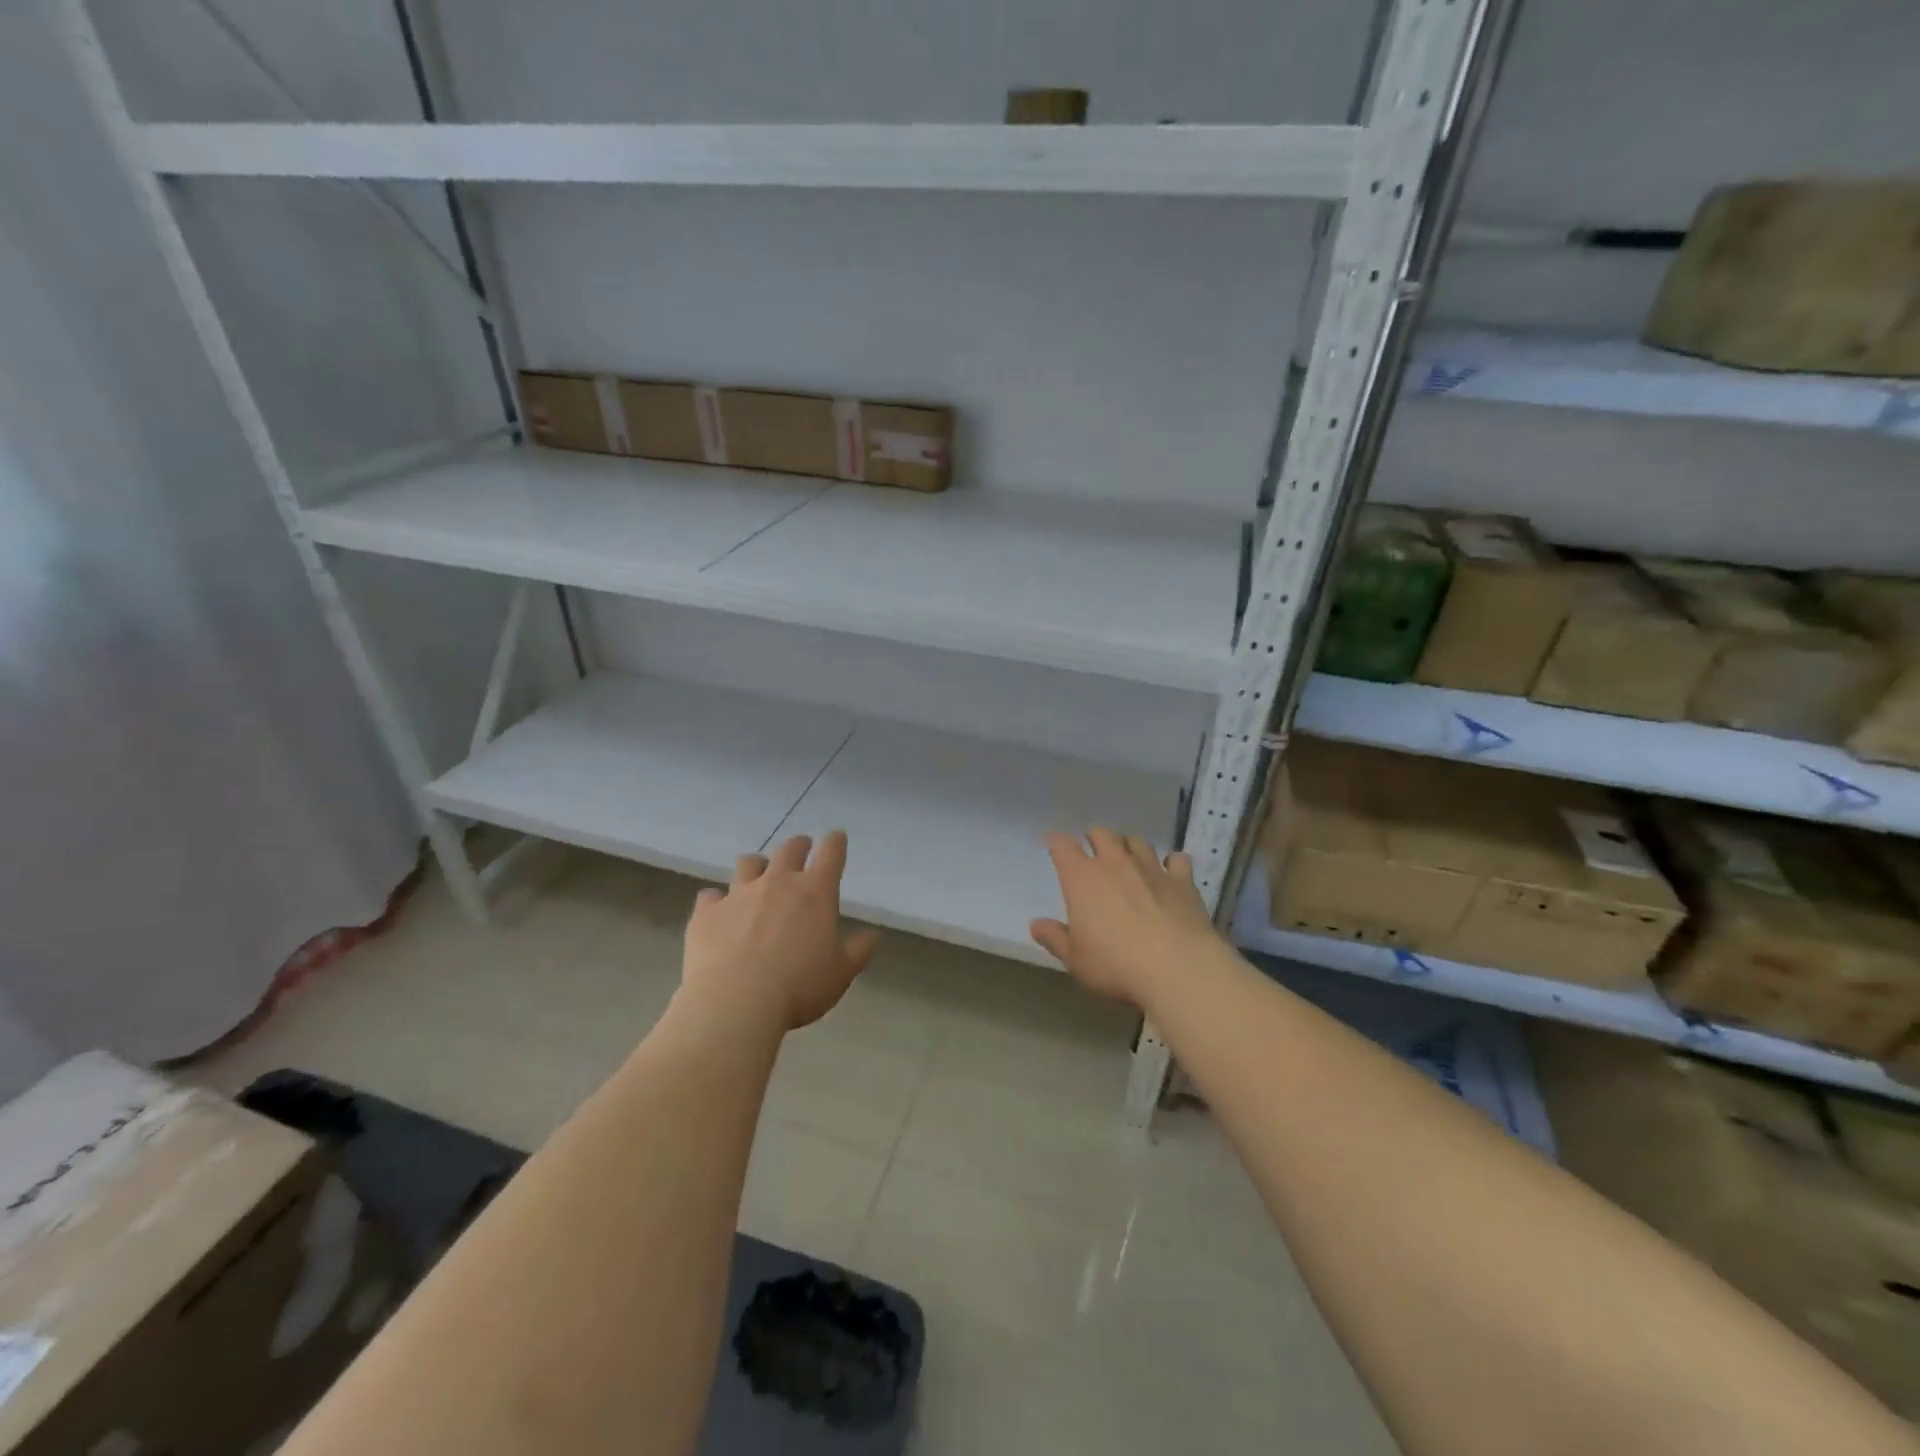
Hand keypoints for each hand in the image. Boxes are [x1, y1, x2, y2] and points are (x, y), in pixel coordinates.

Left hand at [680, 831, 881, 1033]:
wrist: (736, 1003)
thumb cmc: (799, 987)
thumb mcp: (841, 973)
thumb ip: (859, 950)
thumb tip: (874, 935)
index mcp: (815, 892)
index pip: (831, 853)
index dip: (835, 842)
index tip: (836, 838)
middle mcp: (777, 882)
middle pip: (789, 849)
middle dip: (798, 846)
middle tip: (802, 849)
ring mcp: (738, 894)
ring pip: (748, 863)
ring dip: (757, 866)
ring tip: (758, 874)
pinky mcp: (707, 912)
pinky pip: (711, 895)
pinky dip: (717, 900)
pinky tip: (718, 911)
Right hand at [1030, 829, 1221, 1005]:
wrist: (1177, 968)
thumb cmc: (1116, 965)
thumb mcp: (1075, 960)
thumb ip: (1055, 938)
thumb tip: (1036, 924)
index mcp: (1082, 879)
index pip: (1063, 847)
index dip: (1056, 842)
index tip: (1053, 843)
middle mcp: (1115, 863)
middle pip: (1102, 834)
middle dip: (1095, 837)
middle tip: (1092, 847)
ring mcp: (1152, 869)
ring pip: (1137, 842)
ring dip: (1129, 845)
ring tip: (1128, 855)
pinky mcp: (1183, 881)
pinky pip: (1177, 859)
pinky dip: (1172, 861)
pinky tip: (1171, 870)